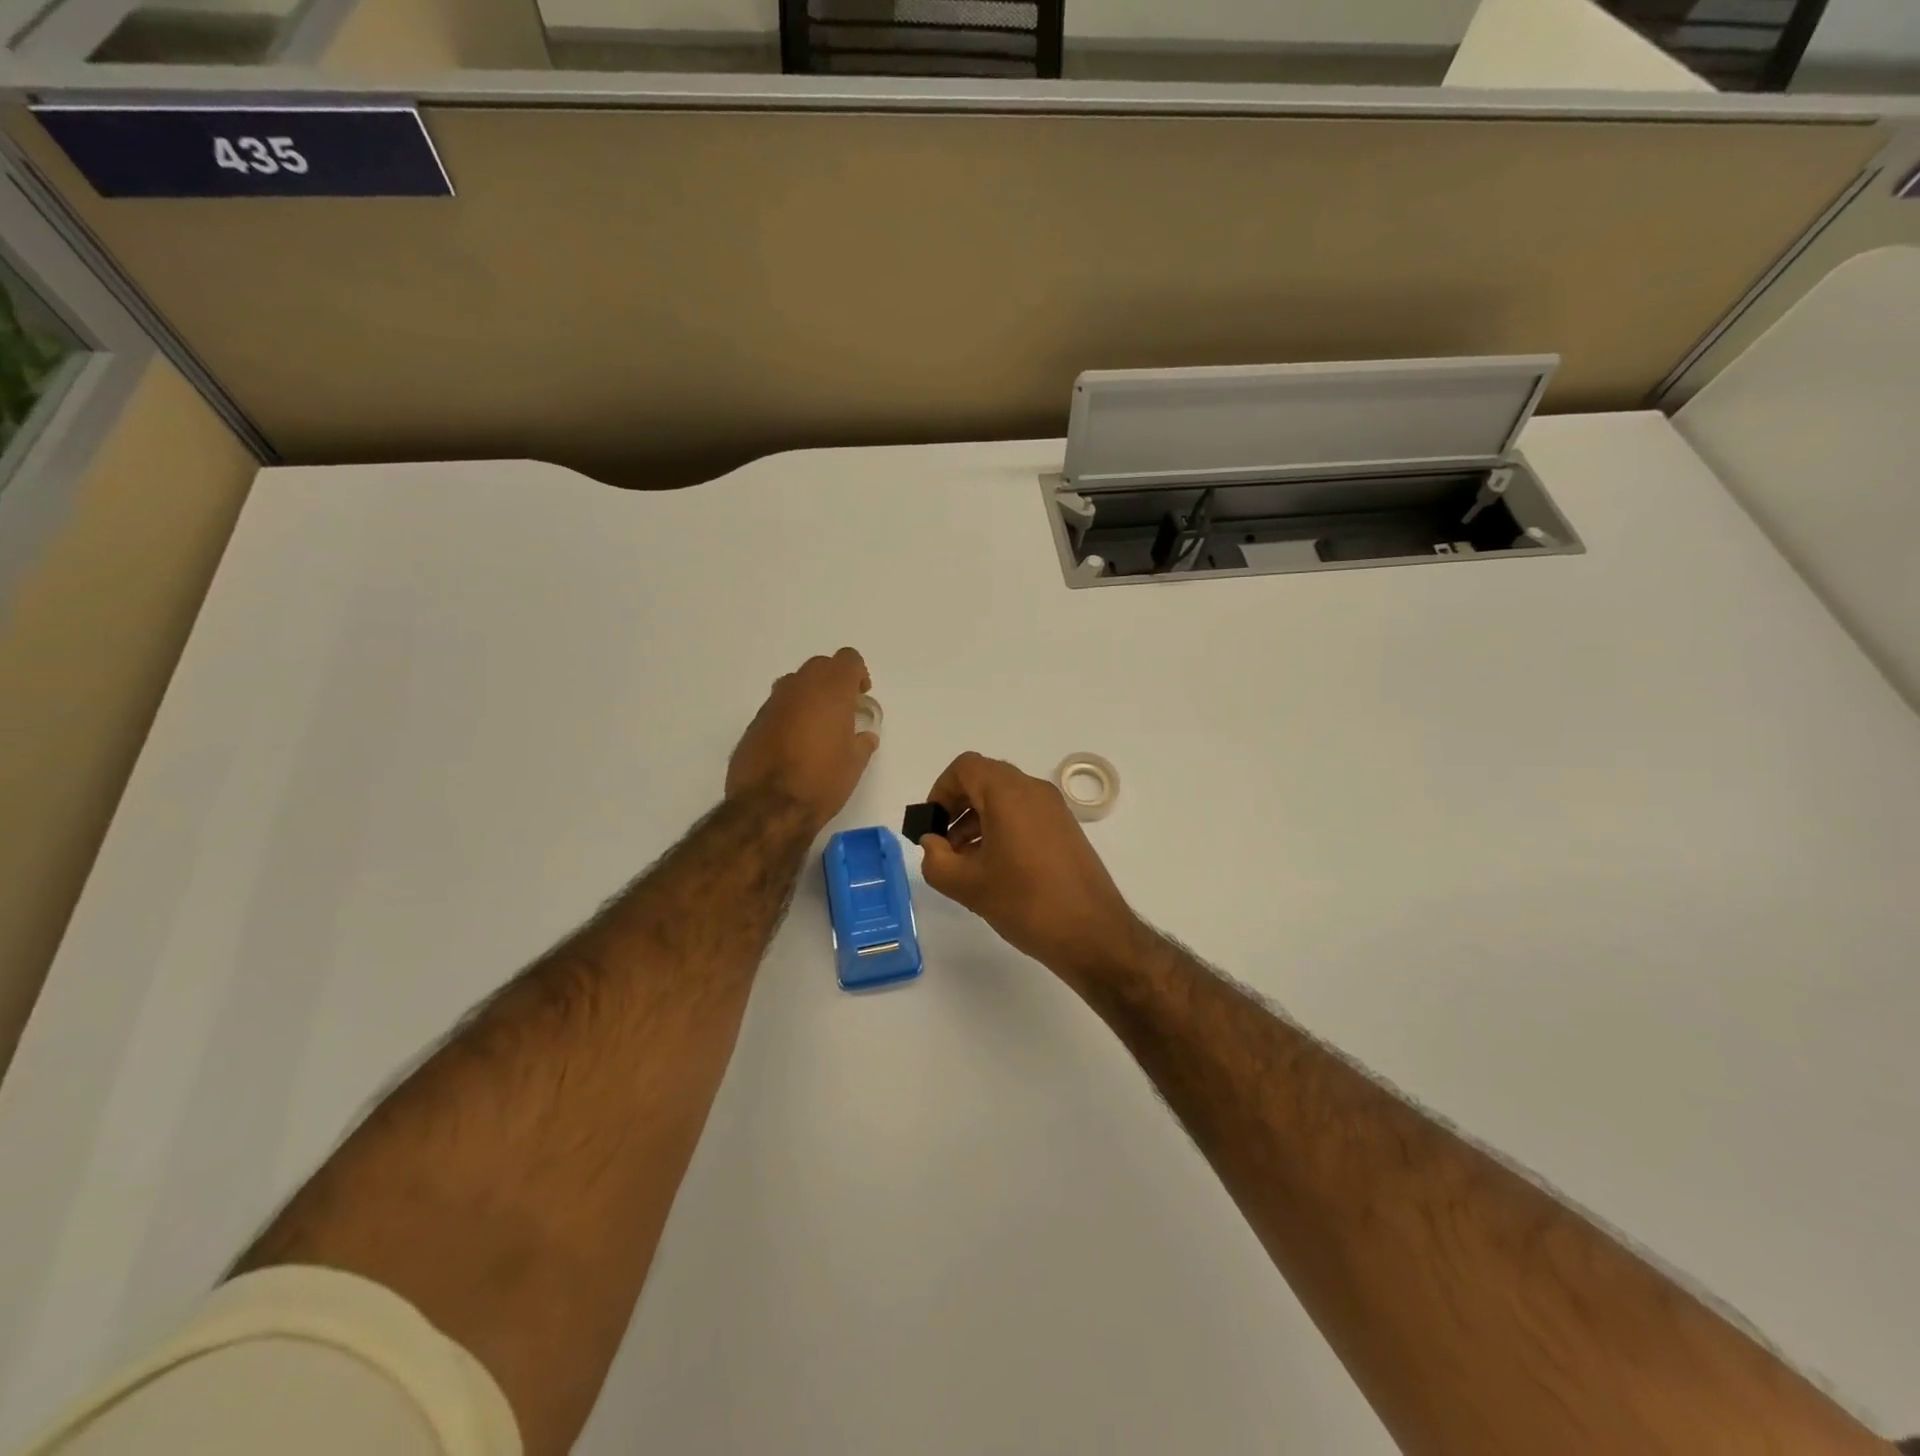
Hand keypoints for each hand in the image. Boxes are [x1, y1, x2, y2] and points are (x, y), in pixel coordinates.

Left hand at [726, 648, 878, 832]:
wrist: (768, 807)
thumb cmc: (822, 782)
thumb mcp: (854, 765)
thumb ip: (862, 743)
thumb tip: (865, 736)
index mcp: (831, 691)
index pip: (848, 659)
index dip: (857, 674)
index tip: (860, 696)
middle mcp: (800, 688)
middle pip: (820, 665)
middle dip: (833, 681)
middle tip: (842, 709)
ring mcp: (773, 703)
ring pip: (795, 683)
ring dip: (809, 695)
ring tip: (817, 725)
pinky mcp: (754, 722)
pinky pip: (778, 706)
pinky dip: (789, 714)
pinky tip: (793, 743)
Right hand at [918, 752, 1145, 982]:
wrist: (1093, 933)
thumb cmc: (1026, 903)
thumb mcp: (969, 886)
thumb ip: (936, 860)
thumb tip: (931, 843)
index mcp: (1009, 795)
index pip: (966, 768)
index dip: (941, 790)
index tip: (931, 824)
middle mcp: (1034, 791)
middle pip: (986, 779)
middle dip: (957, 805)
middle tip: (943, 842)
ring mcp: (1054, 809)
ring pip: (1005, 798)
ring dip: (978, 819)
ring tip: (963, 861)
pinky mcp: (1065, 829)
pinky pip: (1024, 813)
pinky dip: (1001, 828)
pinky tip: (992, 866)